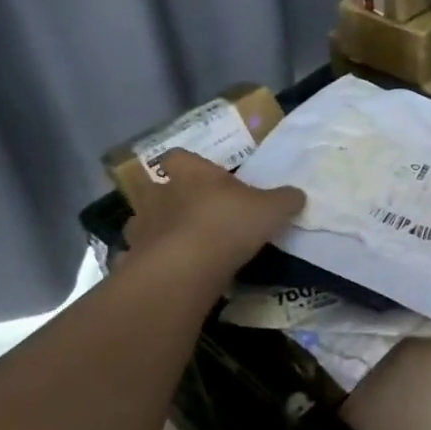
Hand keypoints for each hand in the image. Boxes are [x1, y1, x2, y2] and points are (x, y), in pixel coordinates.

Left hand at [117, 148, 304, 285]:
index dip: (189, 165)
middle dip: (168, 199)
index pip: (179, 156)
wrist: (185, 268)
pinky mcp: (133, 260)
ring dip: (156, 230)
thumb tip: (297, 195)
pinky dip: (149, 263)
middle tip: (191, 213)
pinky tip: (167, 273)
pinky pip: (138, 257)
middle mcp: (160, 194)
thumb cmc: (229, 224)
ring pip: (143, 222)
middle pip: (154, 188)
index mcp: (191, 173)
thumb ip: (284, 200)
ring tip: (179, 246)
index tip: (202, 177)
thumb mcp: (271, 209)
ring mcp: (141, 227)